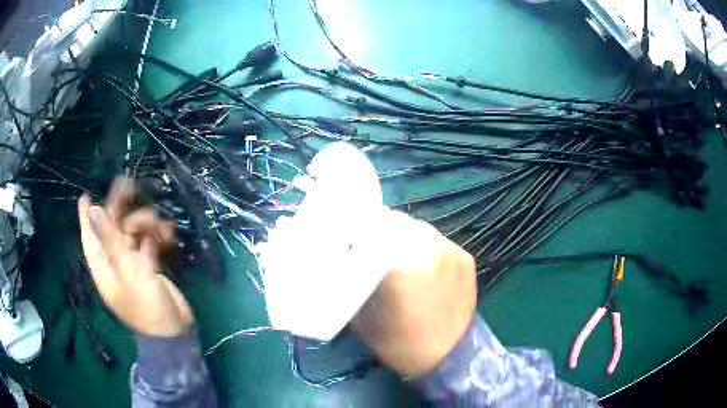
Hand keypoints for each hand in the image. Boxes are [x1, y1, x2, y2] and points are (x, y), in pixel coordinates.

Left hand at [78, 177, 191, 336]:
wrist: (174, 330)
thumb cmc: (145, 306)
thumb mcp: (126, 270)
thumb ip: (109, 238)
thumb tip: (92, 208)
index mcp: (103, 266)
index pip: (89, 236)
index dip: (86, 216)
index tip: (84, 195)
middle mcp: (114, 262)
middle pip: (113, 228)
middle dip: (121, 208)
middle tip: (129, 183)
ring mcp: (132, 264)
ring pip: (133, 232)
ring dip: (147, 224)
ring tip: (161, 229)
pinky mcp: (148, 266)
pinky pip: (148, 242)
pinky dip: (157, 236)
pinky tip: (168, 235)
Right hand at [352, 210, 476, 377]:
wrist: (447, 357)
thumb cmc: (398, 342)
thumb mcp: (361, 313)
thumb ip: (354, 277)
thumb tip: (348, 254)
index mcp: (400, 263)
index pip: (369, 226)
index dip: (355, 229)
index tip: (347, 239)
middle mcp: (428, 248)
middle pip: (395, 221)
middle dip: (378, 229)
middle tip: (368, 244)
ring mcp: (451, 250)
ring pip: (417, 227)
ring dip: (402, 235)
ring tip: (395, 253)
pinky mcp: (465, 256)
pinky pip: (436, 240)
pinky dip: (423, 246)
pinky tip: (419, 264)